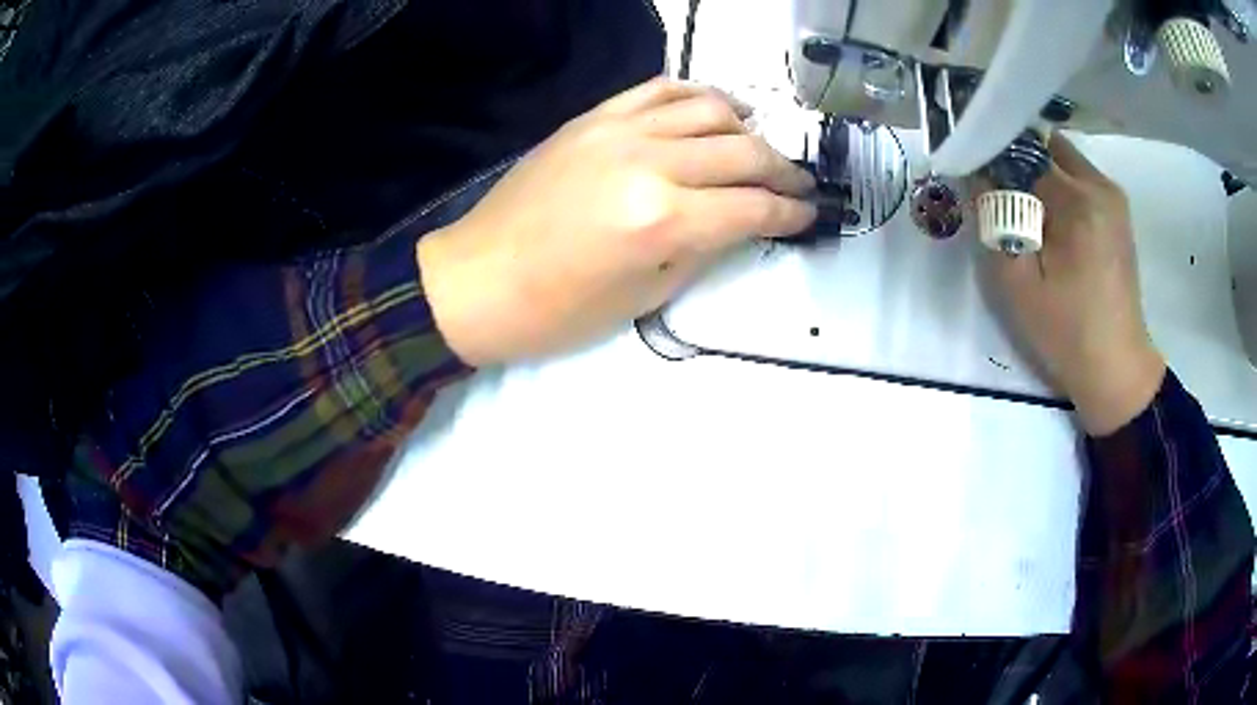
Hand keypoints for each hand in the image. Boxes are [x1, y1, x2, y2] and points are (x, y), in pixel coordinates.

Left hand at [417, 78, 816, 365]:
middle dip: (783, 170)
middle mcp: (649, 162)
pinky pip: (659, 89)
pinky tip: (714, 109)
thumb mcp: (644, 296)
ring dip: (748, 127)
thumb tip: (742, 223)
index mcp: (662, 221)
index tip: (809, 214)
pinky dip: (697, 95)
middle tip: (798, 185)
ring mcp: (618, 130)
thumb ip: (703, 249)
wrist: (476, 280)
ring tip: (759, 147)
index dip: (791, 212)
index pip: (753, 207)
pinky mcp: (593, 117)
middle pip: (743, 151)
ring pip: (710, 108)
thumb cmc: (557, 311)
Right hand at [987, 135, 1165, 435]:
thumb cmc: (1067, 334)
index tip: (977, 180)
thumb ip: (994, 221)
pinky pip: (1078, 178)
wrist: (1116, 368)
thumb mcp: (1018, 284)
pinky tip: (1050, 223)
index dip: (995, 160)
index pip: (1023, 152)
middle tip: (1000, 196)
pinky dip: (1057, 186)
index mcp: (1079, 201)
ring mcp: (1113, 197)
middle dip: (1017, 161)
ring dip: (1038, 174)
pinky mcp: (1117, 211)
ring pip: (1062, 159)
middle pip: (1045, 146)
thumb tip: (978, 175)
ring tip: (1024, 212)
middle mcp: (1100, 186)